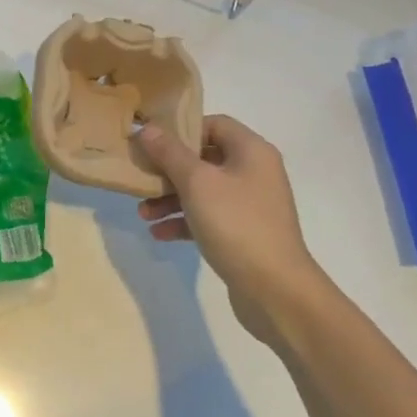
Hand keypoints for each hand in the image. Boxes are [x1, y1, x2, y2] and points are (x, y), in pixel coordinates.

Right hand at [136, 115, 323, 339]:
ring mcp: (250, 205)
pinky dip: (184, 221)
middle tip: (141, 178)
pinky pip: (208, 217)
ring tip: (142, 213)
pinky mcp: (244, 233)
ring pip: (203, 190)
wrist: (276, 291)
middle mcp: (254, 172)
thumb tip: (147, 128)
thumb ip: (170, 153)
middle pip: (204, 158)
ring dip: (170, 198)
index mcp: (251, 151)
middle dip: (168, 170)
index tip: (152, 144)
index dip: (182, 130)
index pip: (213, 124)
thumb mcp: (196, 183)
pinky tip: (159, 233)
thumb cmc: (236, 224)